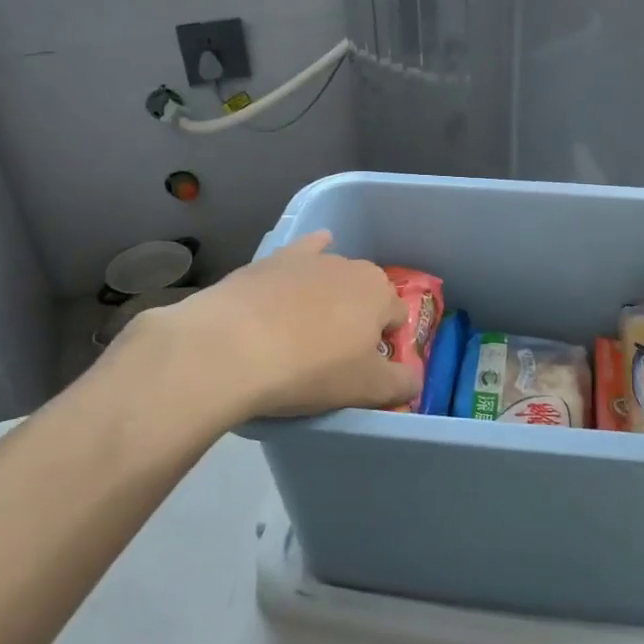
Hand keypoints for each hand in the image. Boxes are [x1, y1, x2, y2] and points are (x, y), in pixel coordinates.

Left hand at [118, 232, 420, 421]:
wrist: (230, 348)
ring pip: (331, 279)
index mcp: (379, 293)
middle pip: (365, 295)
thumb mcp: (366, 389)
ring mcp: (307, 260)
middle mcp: (350, 266)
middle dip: (358, 319)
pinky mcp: (270, 261)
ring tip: (304, 334)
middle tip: (334, 356)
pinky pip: (299, 254)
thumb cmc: (309, 370)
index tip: (365, 370)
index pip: (397, 318)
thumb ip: (401, 384)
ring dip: (328, 299)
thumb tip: (413, 381)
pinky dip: (307, 257)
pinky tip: (302, 264)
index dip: (385, 345)